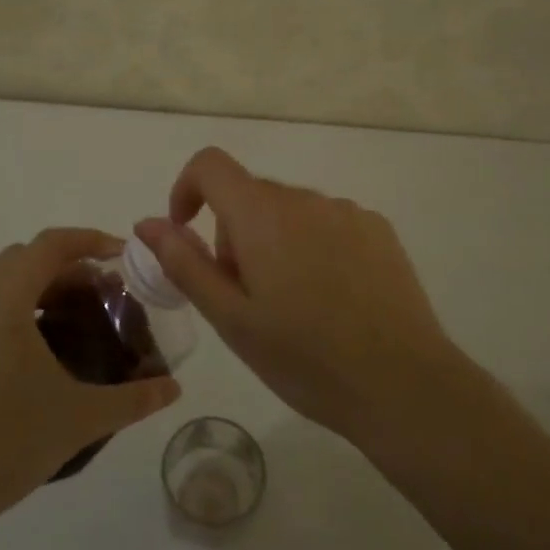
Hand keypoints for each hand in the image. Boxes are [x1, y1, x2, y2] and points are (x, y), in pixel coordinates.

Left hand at [0, 228, 180, 532]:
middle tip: (103, 291)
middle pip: (25, 257)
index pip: (49, 245)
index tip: (123, 255)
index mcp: (4, 301)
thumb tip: (174, 389)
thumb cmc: (8, 442)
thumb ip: (133, 399)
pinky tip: (41, 349)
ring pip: (2, 281)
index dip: (89, 240)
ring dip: (40, 284)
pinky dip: (18, 306)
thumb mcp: (80, 418)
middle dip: (67, 263)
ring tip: (76, 317)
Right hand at [134, 148, 460, 446]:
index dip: (187, 189)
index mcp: (262, 214)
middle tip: (246, 297)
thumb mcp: (231, 319)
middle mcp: (304, 198)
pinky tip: (332, 299)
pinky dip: (313, 246)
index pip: (210, 165)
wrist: (403, 385)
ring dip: (274, 241)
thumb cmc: (305, 358)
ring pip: (289, 211)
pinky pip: (327, 222)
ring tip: (293, 305)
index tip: (187, 233)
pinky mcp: (378, 230)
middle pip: (249, 195)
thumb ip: (183, 262)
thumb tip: (147, 223)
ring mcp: (347, 211)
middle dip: (233, 234)